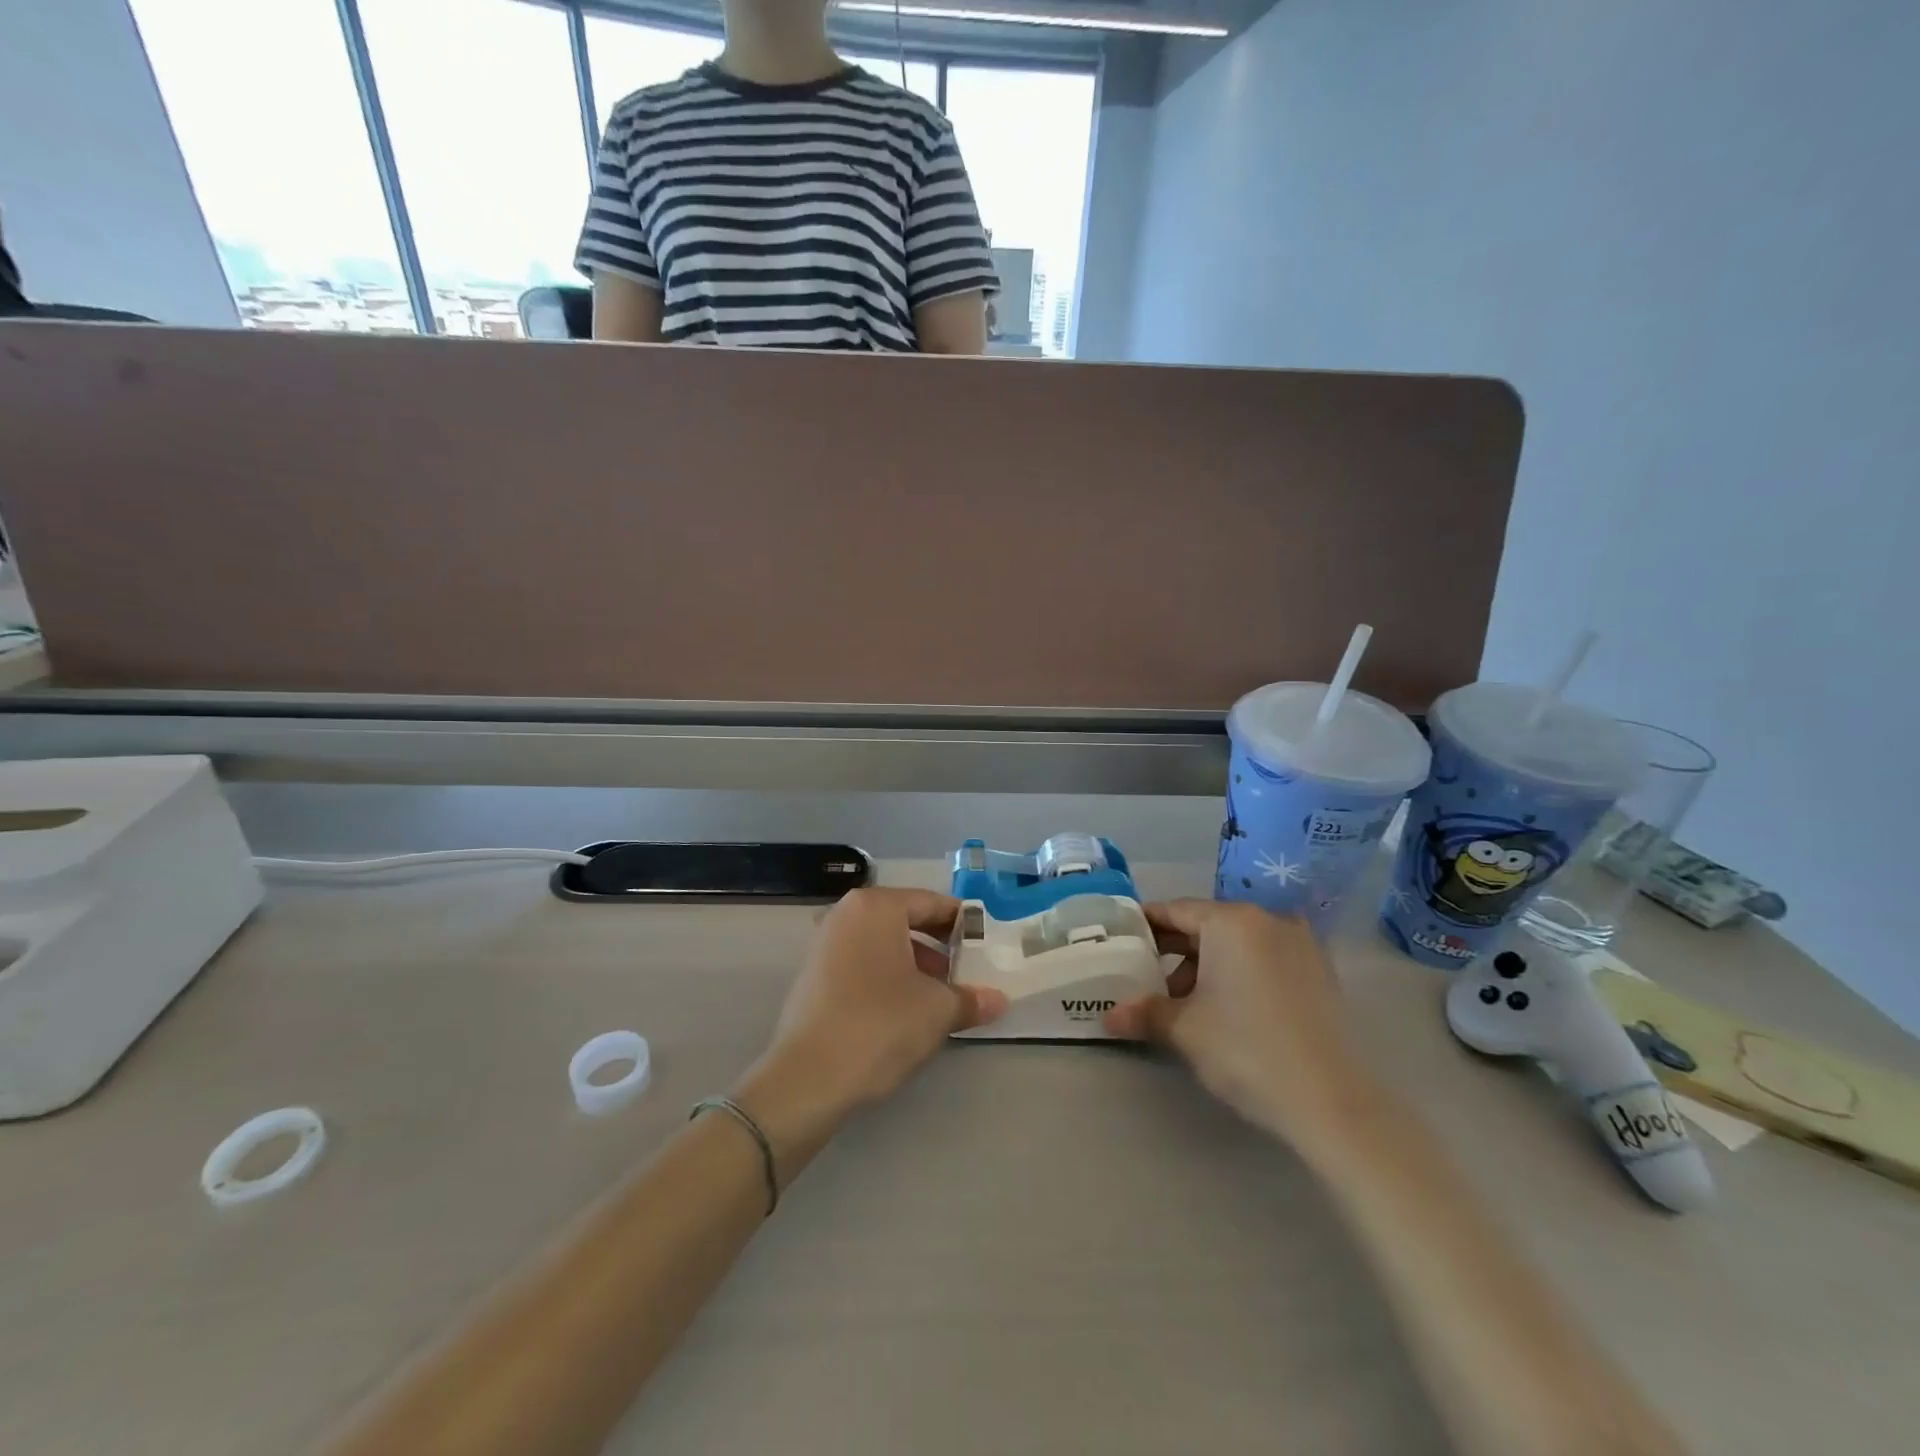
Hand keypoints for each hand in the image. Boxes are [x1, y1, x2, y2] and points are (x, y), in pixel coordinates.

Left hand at [750, 888, 1006, 1122]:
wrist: (808, 1078)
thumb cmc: (880, 1024)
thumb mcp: (937, 1010)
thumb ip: (970, 998)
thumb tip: (998, 1000)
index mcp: (876, 906)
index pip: (931, 902)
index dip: (963, 923)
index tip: (987, 945)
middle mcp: (846, 914)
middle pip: (905, 920)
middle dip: (940, 945)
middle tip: (968, 971)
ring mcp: (825, 944)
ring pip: (884, 944)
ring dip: (916, 964)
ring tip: (942, 996)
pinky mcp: (813, 976)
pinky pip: (862, 964)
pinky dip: (888, 977)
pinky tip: (907, 1010)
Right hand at [1104, 900, 1367, 1145]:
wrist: (1332, 1102)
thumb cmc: (1246, 1050)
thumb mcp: (1184, 1030)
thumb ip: (1144, 1013)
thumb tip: (1108, 1016)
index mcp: (1231, 922)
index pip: (1175, 910)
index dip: (1145, 925)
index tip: (1121, 941)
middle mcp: (1268, 920)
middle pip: (1207, 924)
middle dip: (1174, 949)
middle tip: (1145, 975)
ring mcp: (1300, 945)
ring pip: (1238, 944)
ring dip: (1207, 965)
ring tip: (1185, 1002)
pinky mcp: (1320, 973)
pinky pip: (1266, 960)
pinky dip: (1241, 973)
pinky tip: (1228, 1008)